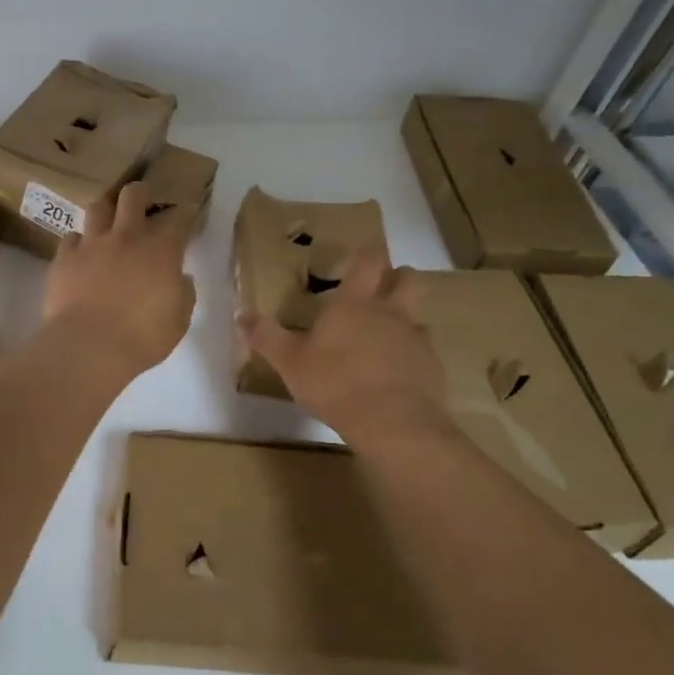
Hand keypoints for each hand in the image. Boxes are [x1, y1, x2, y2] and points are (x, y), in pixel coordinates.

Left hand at [42, 181, 196, 377]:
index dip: (186, 214)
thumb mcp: (179, 320)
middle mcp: (127, 235)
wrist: (88, 347)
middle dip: (142, 194)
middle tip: (144, 205)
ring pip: (98, 207)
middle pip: (133, 194)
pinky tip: (82, 254)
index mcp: (161, 248)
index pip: (180, 217)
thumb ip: (183, 293)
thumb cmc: (143, 337)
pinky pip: (71, 238)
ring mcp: (92, 244)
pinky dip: (79, 243)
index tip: (188, 216)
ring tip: (109, 224)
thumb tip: (181, 278)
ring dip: (107, 212)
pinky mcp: (64, 258)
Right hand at [237, 245, 449, 441]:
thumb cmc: (335, 383)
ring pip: (417, 316)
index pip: (369, 260)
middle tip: (381, 288)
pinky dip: (411, 358)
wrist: (392, 422)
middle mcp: (390, 312)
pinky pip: (423, 353)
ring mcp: (415, 339)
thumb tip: (241, 315)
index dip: (367, 252)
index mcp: (354, 303)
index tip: (361, 253)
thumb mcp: (289, 362)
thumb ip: (267, 337)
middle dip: (397, 276)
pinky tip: (396, 377)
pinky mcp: (432, 368)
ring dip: (405, 320)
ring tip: (385, 339)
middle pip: (407, 278)